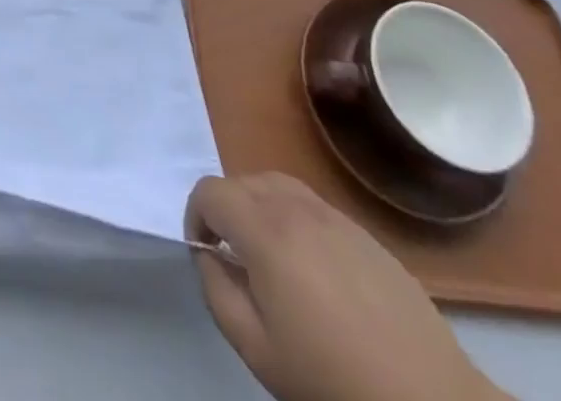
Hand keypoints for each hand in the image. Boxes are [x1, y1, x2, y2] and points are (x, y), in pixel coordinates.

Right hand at [187, 174, 505, 400]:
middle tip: (234, 257)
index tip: (205, 253)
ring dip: (259, 207)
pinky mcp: (364, 233)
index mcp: (265, 231)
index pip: (210, 191)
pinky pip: (313, 206)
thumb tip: (209, 255)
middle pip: (242, 181)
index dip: (196, 216)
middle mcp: (296, 208)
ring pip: (278, 185)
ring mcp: (334, 216)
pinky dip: (295, 219)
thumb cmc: (332, 379)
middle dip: (226, 210)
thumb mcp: (256, 349)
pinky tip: (312, 269)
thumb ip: (217, 291)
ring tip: (270, 256)